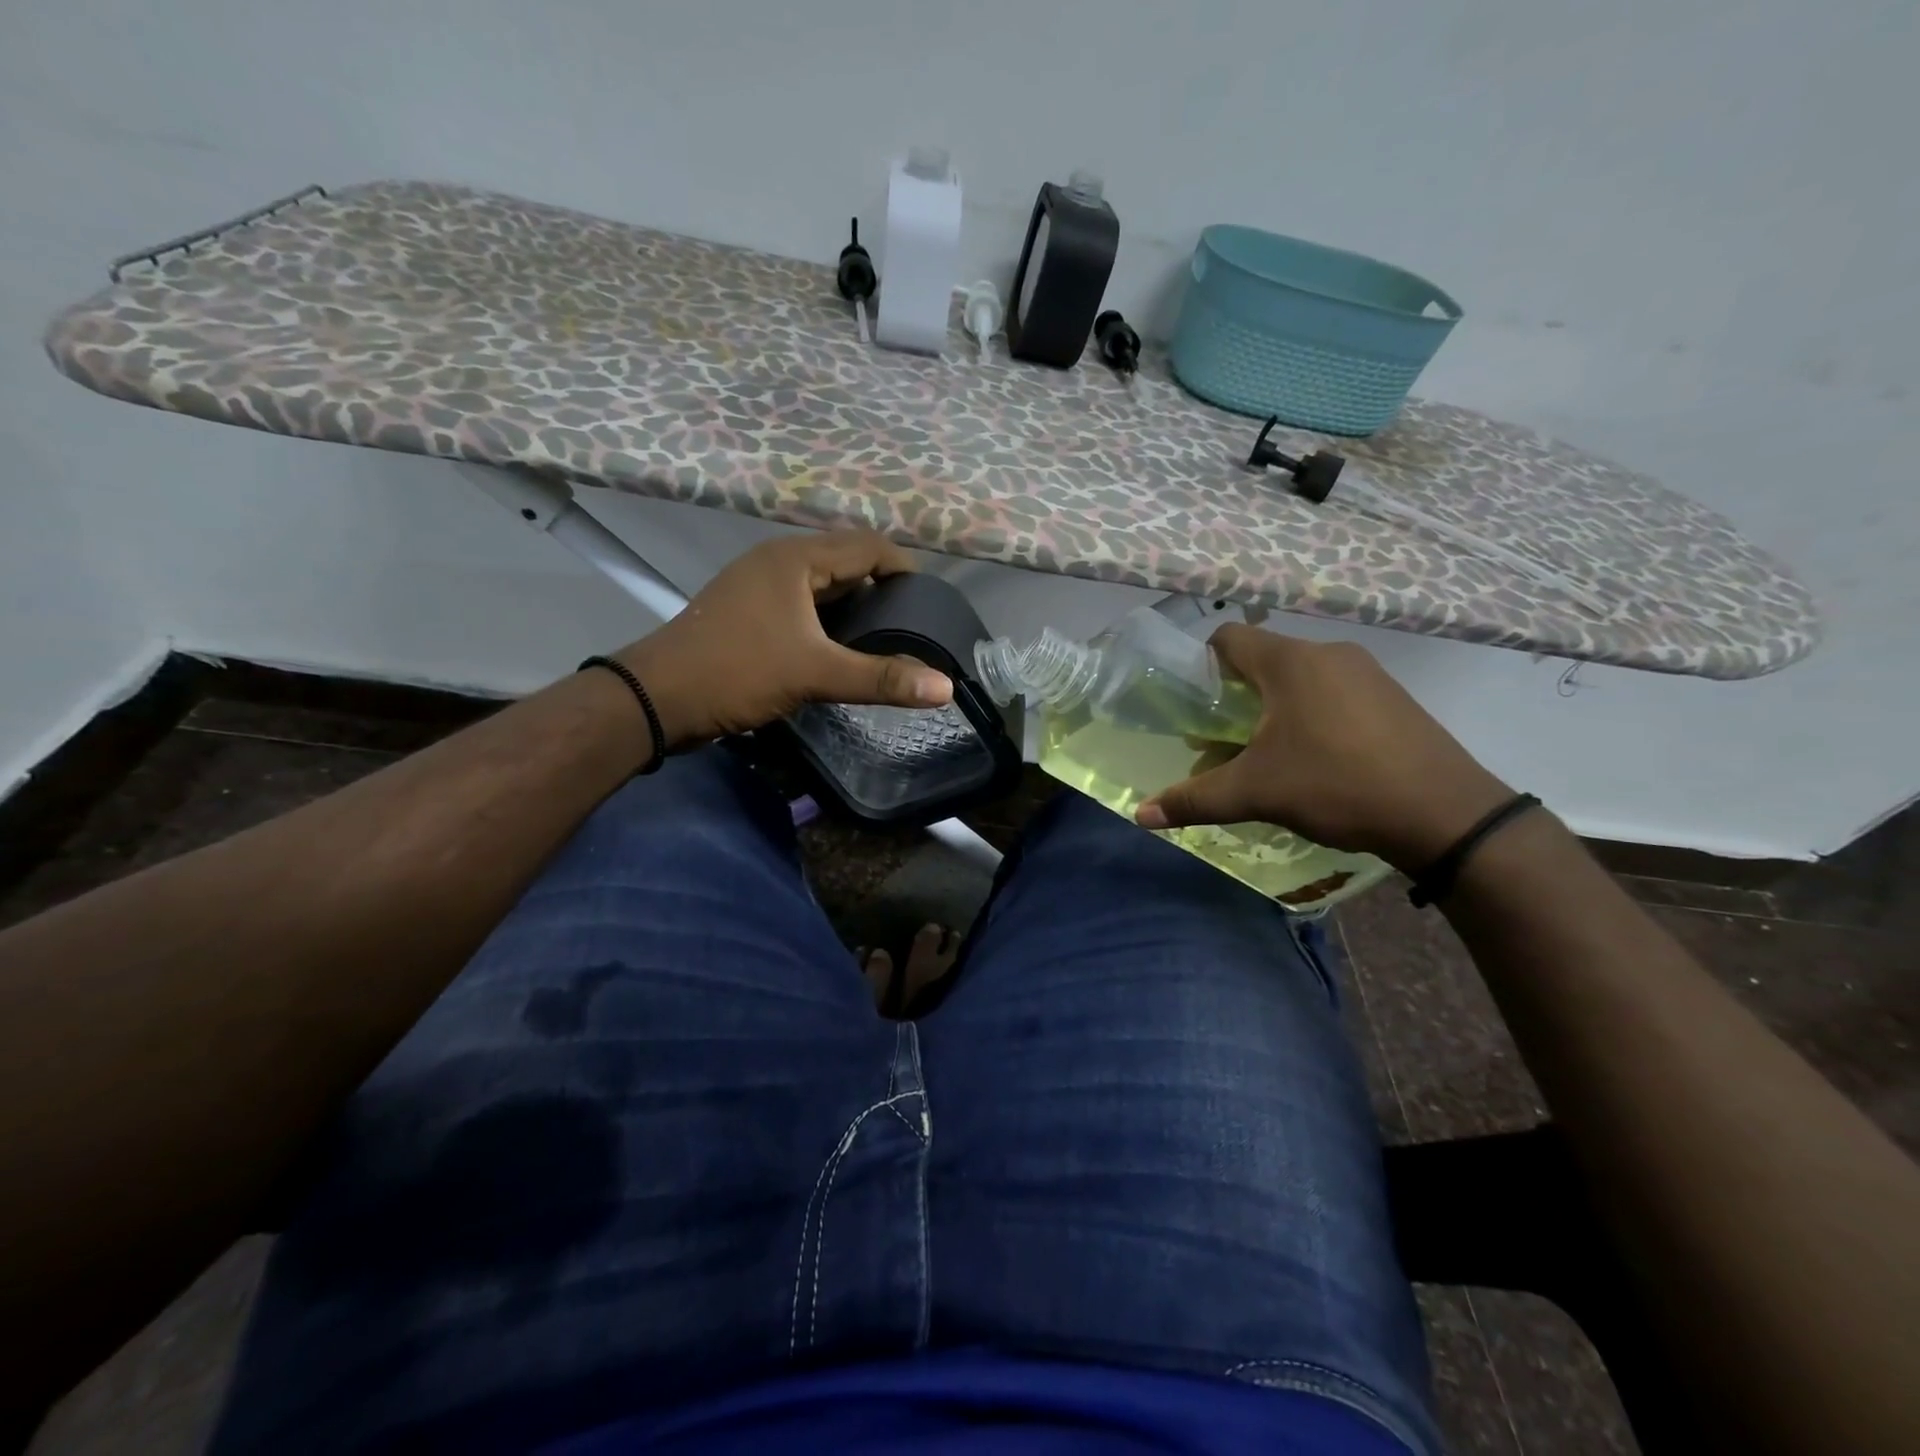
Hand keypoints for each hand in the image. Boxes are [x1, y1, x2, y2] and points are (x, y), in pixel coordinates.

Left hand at [611, 530, 952, 749]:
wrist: (656, 698)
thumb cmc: (737, 671)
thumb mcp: (815, 674)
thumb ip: (881, 678)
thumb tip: (944, 688)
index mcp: (796, 558)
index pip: (868, 546)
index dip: (904, 569)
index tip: (931, 603)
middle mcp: (778, 561)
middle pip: (846, 562)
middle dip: (882, 589)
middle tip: (913, 625)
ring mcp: (759, 585)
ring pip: (823, 585)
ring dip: (855, 606)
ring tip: (886, 639)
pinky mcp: (749, 611)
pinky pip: (803, 604)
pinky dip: (829, 620)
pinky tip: (843, 649)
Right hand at [1135, 625, 1513, 871]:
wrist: (1446, 814)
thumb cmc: (1336, 785)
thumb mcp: (1255, 792)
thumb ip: (1194, 798)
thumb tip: (1140, 815)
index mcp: (1290, 662)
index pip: (1227, 638)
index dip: (1201, 665)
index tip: (1194, 706)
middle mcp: (1328, 653)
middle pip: (1262, 660)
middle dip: (1235, 697)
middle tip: (1222, 740)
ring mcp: (1367, 673)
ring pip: (1299, 678)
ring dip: (1273, 708)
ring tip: (1266, 755)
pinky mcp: (1392, 697)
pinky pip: (1333, 693)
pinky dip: (1310, 715)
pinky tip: (1315, 759)